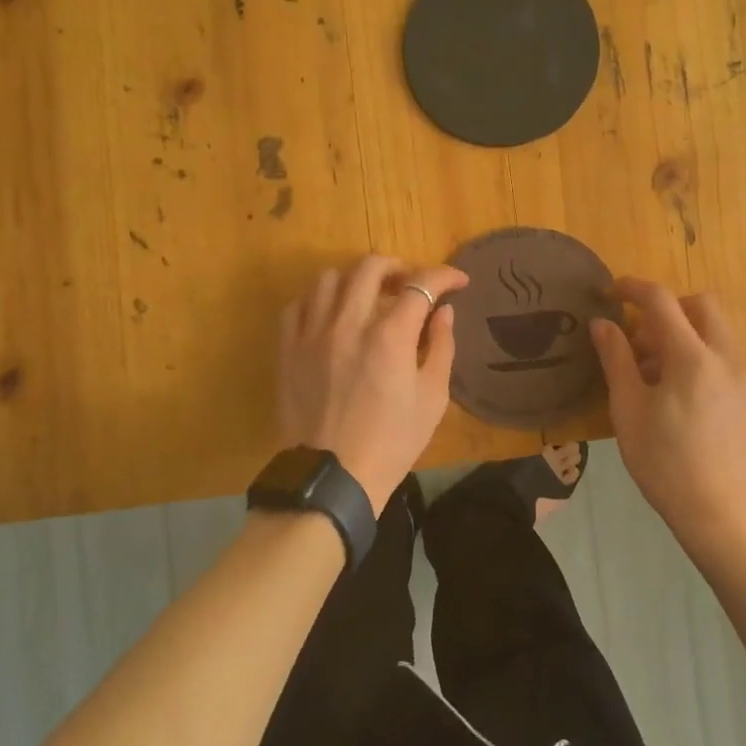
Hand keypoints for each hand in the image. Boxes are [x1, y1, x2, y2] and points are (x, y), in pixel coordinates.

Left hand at [276, 255, 469, 514]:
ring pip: (330, 278)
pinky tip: (330, 315)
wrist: (334, 478)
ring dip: (355, 279)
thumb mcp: (432, 398)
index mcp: (390, 335)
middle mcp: (349, 322)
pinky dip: (318, 301)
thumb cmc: (392, 441)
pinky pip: (298, 305)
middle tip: (410, 284)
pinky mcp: (288, 349)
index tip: (458, 281)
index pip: (421, 284)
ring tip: (367, 296)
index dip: (445, 276)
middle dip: (399, 267)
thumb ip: (441, 347)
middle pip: (371, 267)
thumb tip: (443, 312)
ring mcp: (313, 333)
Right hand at [590, 279, 745, 555]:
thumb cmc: (666, 464)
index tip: (609, 293)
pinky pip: (725, 353)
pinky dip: (700, 352)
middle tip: (638, 339)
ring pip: (716, 328)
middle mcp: (726, 357)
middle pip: (700, 304)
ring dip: (683, 331)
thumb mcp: (628, 410)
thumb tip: (602, 323)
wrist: (725, 517)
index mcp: (692, 357)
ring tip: (653, 372)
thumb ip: (616, 358)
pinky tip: (678, 391)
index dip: (632, 288)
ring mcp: (745, 376)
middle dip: (666, 308)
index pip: (661, 301)